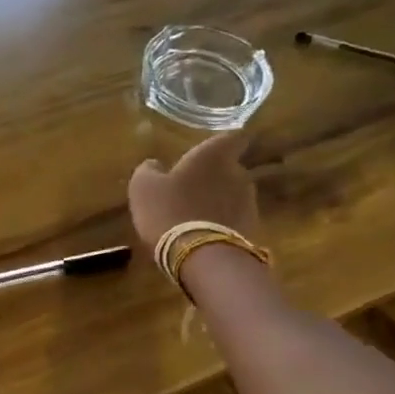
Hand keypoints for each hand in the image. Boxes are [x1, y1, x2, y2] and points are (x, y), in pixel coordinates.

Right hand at [127, 133, 261, 251]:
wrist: (200, 256)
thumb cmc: (169, 209)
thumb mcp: (143, 187)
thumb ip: (149, 170)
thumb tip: (154, 164)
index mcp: (213, 156)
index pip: (233, 137)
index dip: (224, 143)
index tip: (212, 150)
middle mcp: (238, 173)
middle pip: (231, 168)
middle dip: (215, 176)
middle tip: (192, 187)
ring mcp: (248, 202)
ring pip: (233, 195)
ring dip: (218, 201)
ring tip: (196, 215)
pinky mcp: (251, 229)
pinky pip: (234, 220)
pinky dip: (222, 223)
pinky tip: (202, 235)